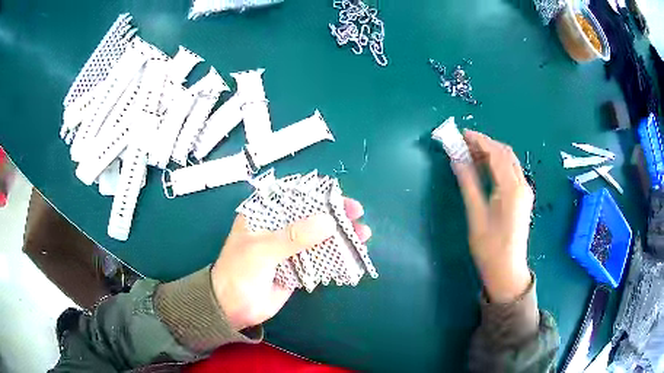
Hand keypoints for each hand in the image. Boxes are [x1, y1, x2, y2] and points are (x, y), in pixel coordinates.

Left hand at [211, 198, 370, 330]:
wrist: (233, 307)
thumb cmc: (239, 272)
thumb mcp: (262, 250)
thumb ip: (293, 236)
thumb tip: (329, 222)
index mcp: (263, 214)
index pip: (294, 196)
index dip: (319, 195)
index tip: (340, 199)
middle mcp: (277, 227)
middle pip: (311, 215)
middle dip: (335, 215)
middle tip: (357, 216)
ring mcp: (288, 248)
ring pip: (318, 237)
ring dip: (340, 236)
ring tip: (363, 235)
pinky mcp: (296, 267)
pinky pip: (319, 258)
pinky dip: (335, 256)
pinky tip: (351, 255)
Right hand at [452, 130, 532, 302]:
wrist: (507, 271)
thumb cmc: (490, 247)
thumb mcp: (476, 215)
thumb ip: (468, 182)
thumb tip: (455, 158)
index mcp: (512, 188)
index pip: (496, 153)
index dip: (479, 140)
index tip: (461, 134)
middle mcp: (522, 185)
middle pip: (505, 153)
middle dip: (485, 144)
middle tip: (463, 143)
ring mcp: (525, 191)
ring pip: (509, 161)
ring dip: (491, 153)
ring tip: (469, 152)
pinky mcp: (523, 198)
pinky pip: (511, 172)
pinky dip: (497, 164)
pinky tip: (484, 167)